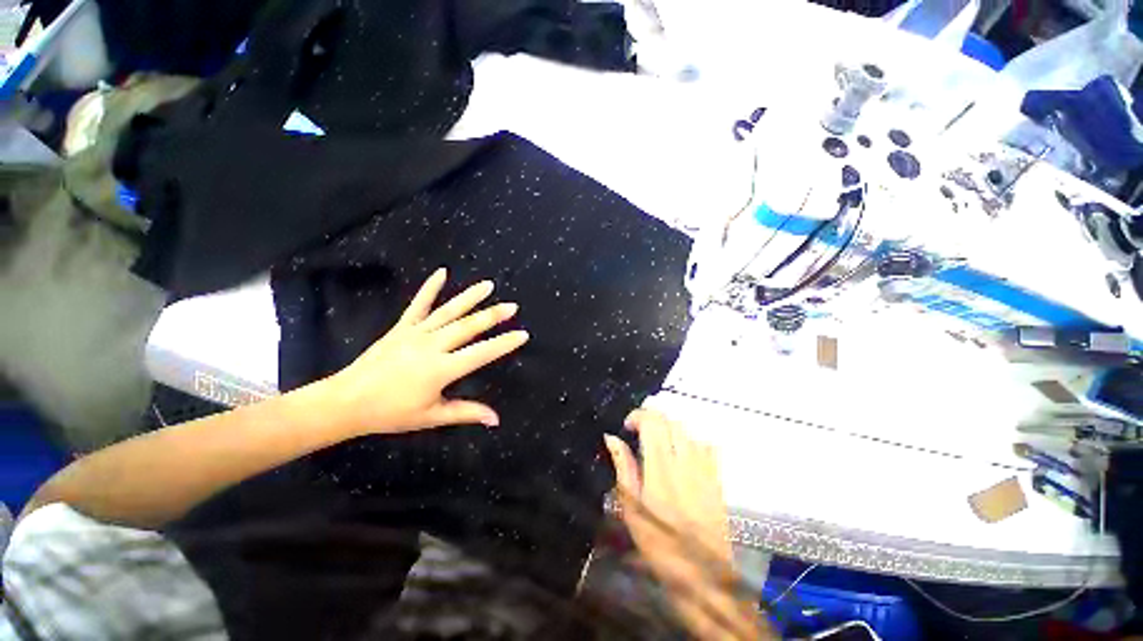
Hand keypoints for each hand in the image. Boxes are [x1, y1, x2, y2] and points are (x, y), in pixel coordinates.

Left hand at [320, 268, 528, 435]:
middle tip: (513, 307)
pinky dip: (430, 288)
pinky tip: (442, 272)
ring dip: (471, 297)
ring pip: (449, 311)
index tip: (522, 334)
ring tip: (488, 285)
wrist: (346, 402)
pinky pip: (419, 305)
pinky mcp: (402, 327)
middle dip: (493, 316)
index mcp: (441, 369)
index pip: (481, 353)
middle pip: (469, 327)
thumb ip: (466, 413)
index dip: (504, 343)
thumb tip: (496, 420)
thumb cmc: (391, 413)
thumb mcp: (432, 416)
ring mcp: (416, 333)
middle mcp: (432, 346)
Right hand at [604, 409, 731, 585]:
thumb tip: (612, 438)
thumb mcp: (631, 507)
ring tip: (659, 441)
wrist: (703, 574)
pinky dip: (690, 440)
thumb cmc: (659, 543)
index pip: (652, 422)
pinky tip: (682, 453)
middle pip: (670, 420)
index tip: (628, 426)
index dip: (638, 415)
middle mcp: (684, 461)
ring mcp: (704, 468)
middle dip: (652, 418)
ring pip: (687, 429)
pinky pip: (705, 445)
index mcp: (660, 467)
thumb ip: (623, 467)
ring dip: (669, 428)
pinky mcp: (716, 477)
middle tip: (640, 431)